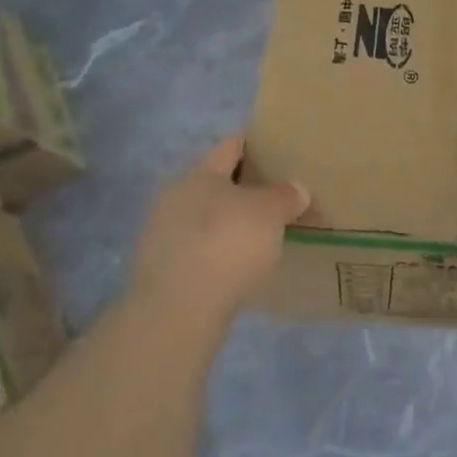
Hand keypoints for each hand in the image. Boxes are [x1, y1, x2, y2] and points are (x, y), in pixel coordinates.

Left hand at [129, 136, 309, 327]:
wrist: (177, 312)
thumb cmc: (227, 245)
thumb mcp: (269, 213)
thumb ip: (285, 196)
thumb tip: (295, 189)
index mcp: (198, 174)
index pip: (231, 146)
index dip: (256, 144)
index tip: (279, 148)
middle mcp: (174, 197)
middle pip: (216, 182)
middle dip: (244, 187)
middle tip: (278, 195)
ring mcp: (162, 235)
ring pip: (206, 218)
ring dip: (230, 222)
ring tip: (262, 234)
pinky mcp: (161, 271)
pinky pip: (199, 249)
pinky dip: (219, 251)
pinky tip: (239, 265)